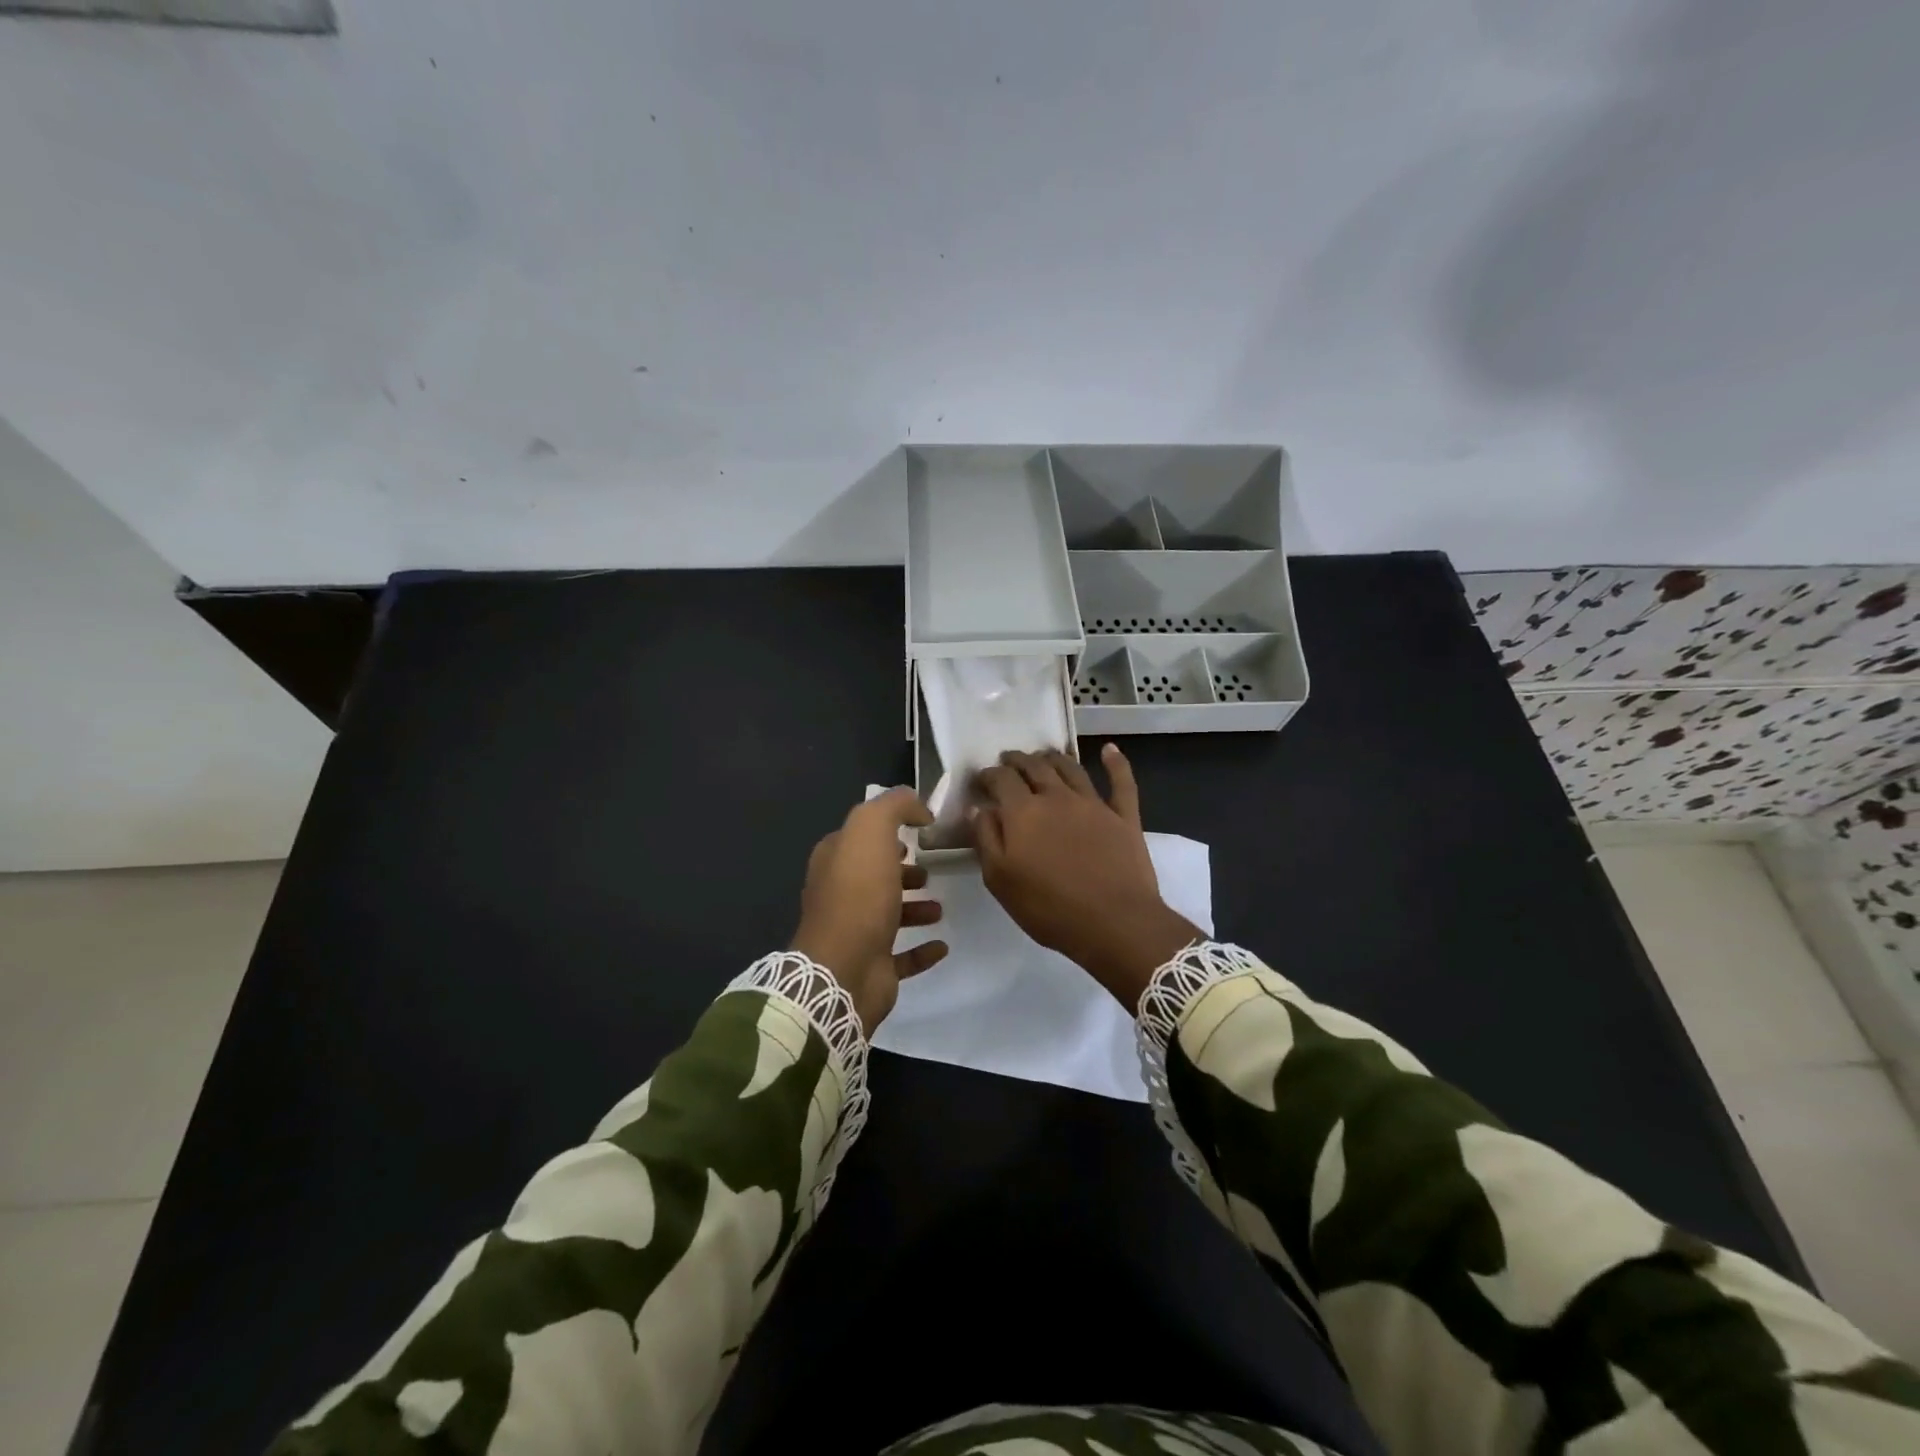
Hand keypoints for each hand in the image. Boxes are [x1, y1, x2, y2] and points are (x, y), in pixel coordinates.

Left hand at [790, 788, 948, 1033]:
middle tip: (928, 871)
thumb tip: (917, 806)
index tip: (918, 832)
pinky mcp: (874, 966)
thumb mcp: (871, 830)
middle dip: (901, 871)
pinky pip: (903, 956)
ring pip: (888, 914)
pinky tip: (942, 944)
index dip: (886, 832)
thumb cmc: (858, 894)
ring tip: (940, 906)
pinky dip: (922, 949)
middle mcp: (840, 895)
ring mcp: (855, 933)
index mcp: (835, 861)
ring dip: (915, 908)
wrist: (844, 969)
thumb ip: (893, 807)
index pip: (860, 838)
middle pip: (875, 876)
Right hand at [974, 744, 1198, 1009]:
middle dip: (1018, 760)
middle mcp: (1057, 797)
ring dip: (1054, 758)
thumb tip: (979, 808)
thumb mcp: (1000, 880)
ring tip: (1044, 755)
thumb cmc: (1049, 907)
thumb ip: (986, 839)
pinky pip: (1121, 781)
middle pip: (1034, 767)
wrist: (1114, 922)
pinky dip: (1115, 762)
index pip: (1001, 779)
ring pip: (1071, 768)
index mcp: (1023, 812)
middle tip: (1009, 760)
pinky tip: (1109, 750)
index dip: (989, 775)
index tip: (982, 779)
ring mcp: (1093, 803)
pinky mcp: (1124, 816)